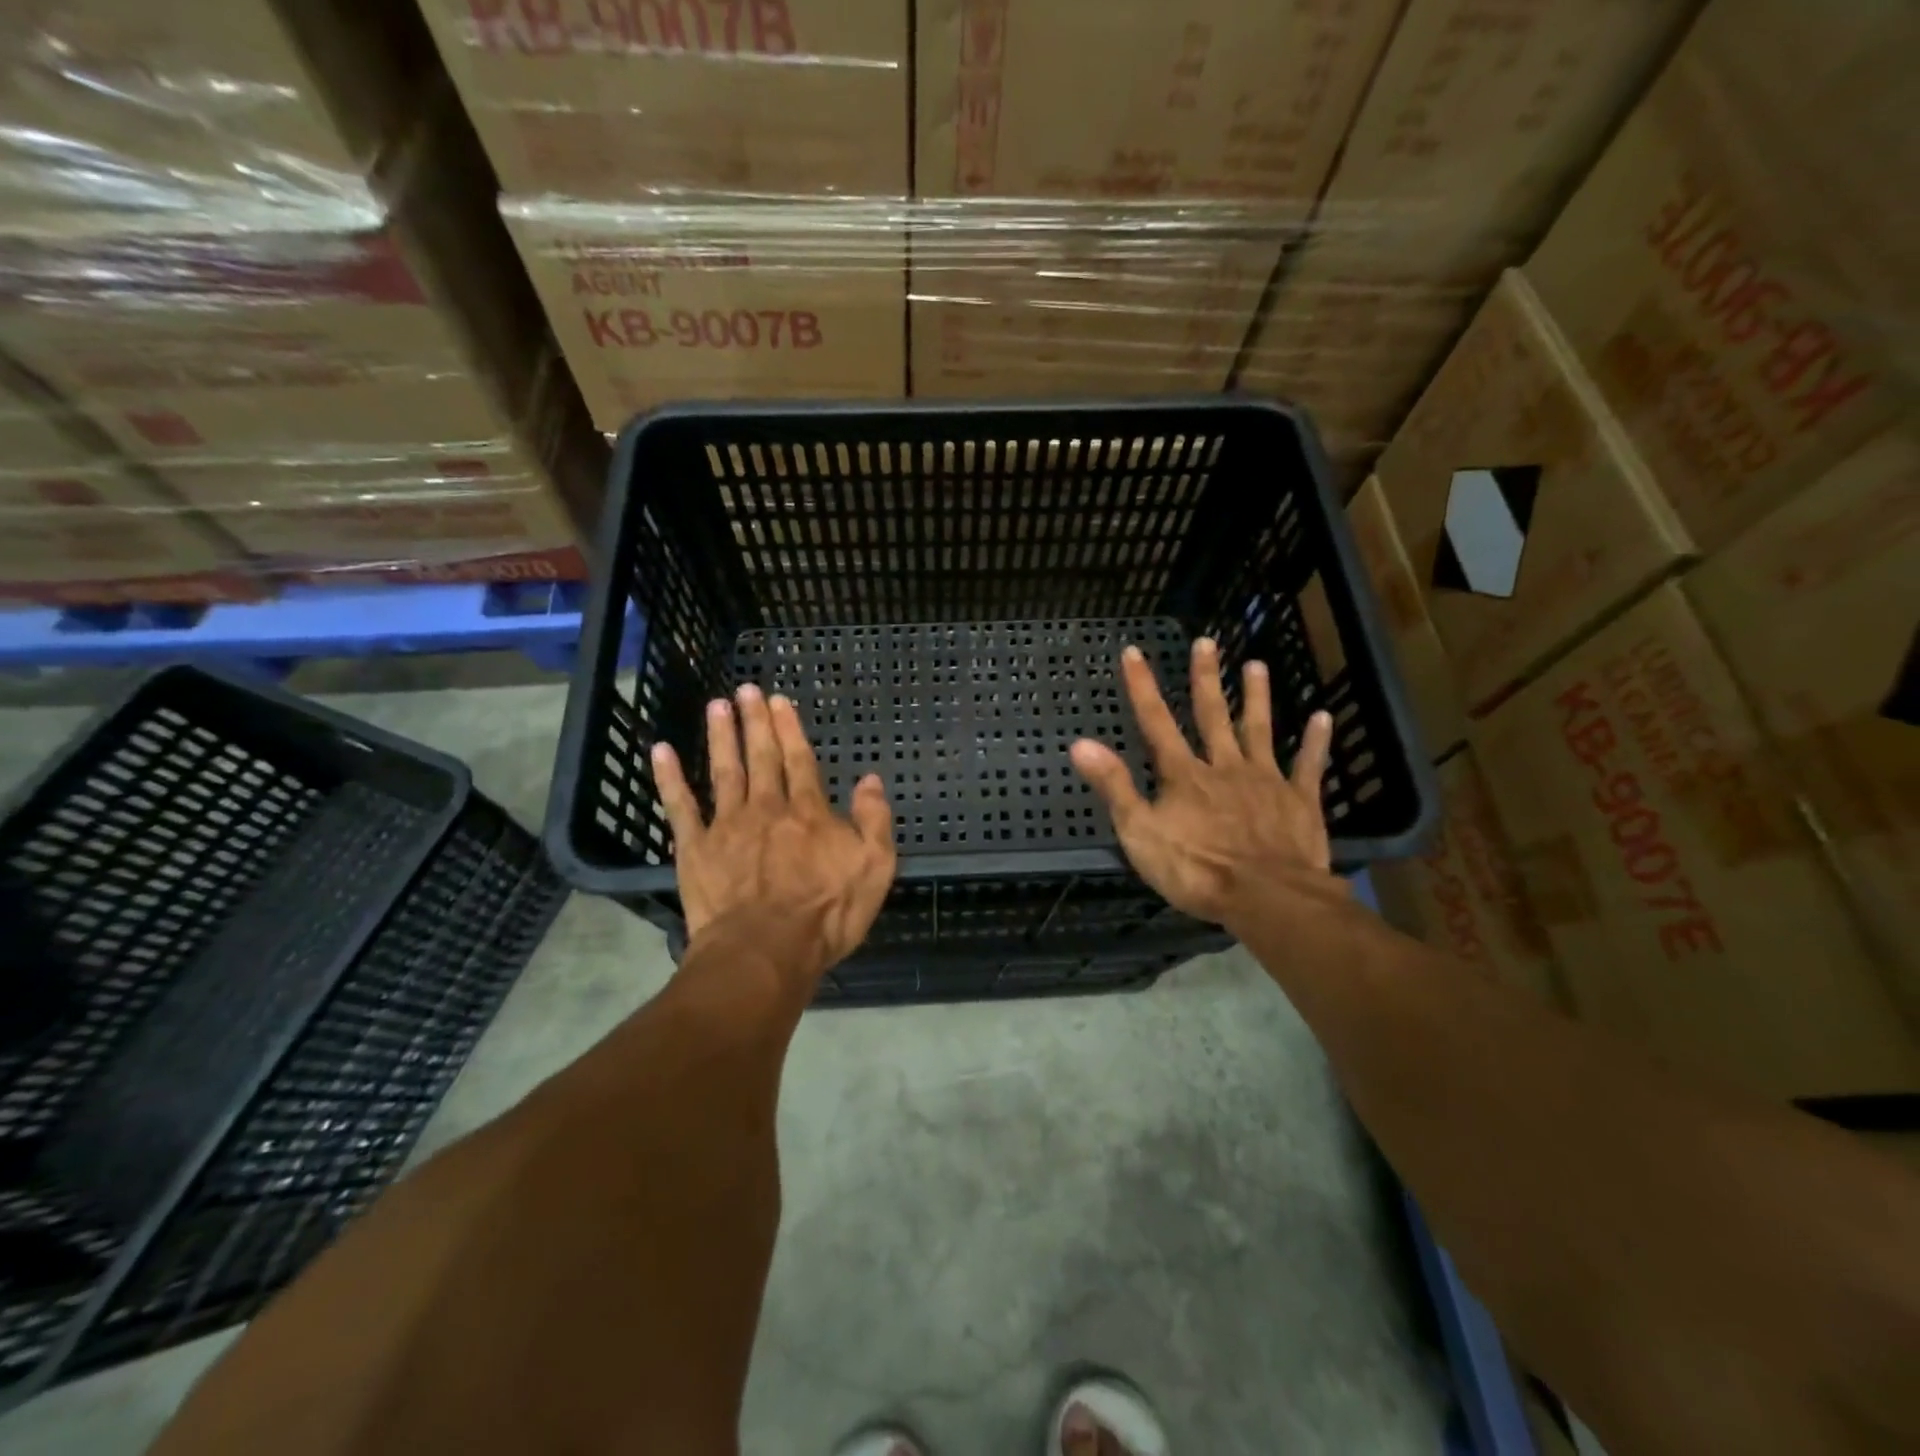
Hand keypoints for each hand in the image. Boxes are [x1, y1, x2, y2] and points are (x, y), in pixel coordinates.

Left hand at [650, 684, 896, 974]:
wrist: (765, 951)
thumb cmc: (826, 915)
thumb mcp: (875, 868)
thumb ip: (874, 821)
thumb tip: (870, 780)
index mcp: (809, 813)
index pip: (799, 760)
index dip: (789, 729)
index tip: (778, 701)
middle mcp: (767, 808)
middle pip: (761, 757)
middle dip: (754, 722)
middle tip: (746, 690)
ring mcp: (728, 826)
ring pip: (724, 771)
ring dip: (720, 736)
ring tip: (716, 706)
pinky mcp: (696, 849)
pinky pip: (680, 806)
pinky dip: (670, 778)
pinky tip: (661, 752)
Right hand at [1069, 637, 1338, 926]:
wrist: (1266, 897)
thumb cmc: (1196, 869)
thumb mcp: (1139, 832)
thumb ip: (1113, 786)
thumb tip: (1080, 743)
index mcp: (1183, 775)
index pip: (1156, 722)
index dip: (1143, 687)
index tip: (1133, 652)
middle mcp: (1224, 766)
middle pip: (1212, 715)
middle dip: (1206, 678)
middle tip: (1207, 642)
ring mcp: (1265, 780)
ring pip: (1259, 730)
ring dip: (1257, 698)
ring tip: (1257, 665)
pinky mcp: (1299, 801)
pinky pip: (1308, 765)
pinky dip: (1315, 741)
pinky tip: (1323, 717)